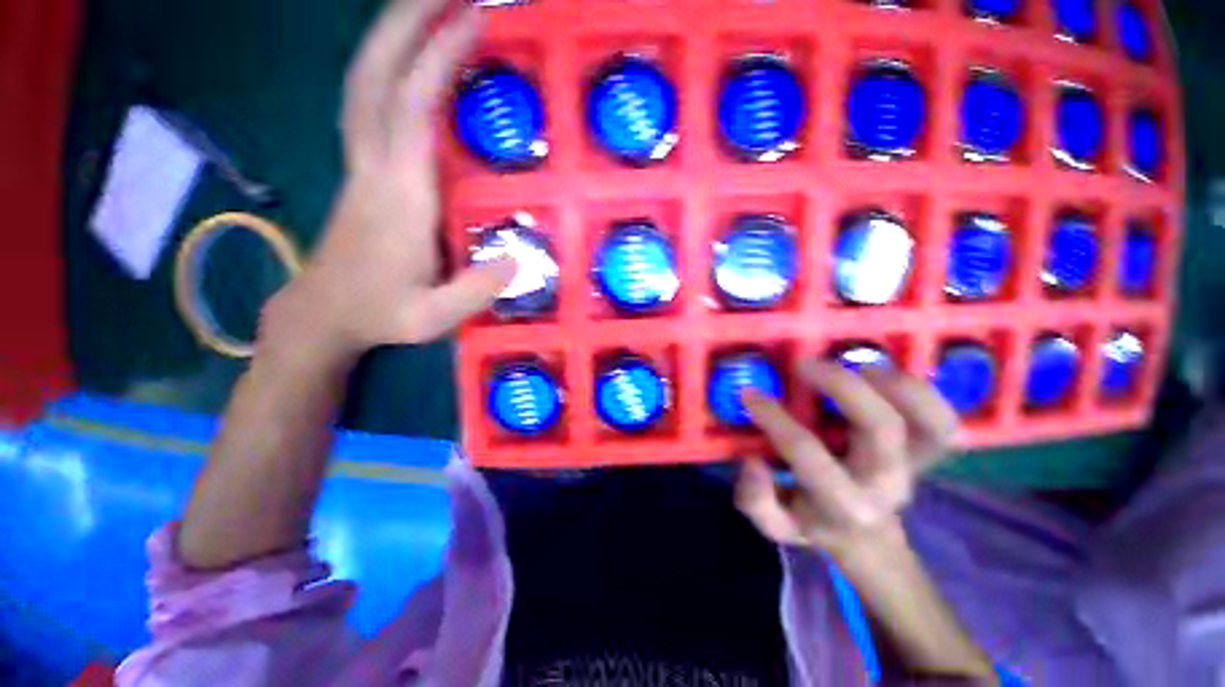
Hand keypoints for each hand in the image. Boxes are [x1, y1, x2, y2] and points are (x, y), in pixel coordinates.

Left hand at [264, 0, 513, 360]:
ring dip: (394, 38)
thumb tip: (519, 259)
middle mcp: (374, 167)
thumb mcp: (431, 318)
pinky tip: (414, 62)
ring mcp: (363, 165)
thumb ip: (475, 291)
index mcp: (397, 197)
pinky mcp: (364, 171)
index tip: (473, 18)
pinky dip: (392, 71)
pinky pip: (373, 106)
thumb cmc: (378, 314)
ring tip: (433, 8)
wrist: (323, 314)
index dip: (438, 58)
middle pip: (376, 77)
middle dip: (405, 23)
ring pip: (367, 84)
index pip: (412, 110)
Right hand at [734, 360, 958, 561]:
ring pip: (931, 422)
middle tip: (804, 364)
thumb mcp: (775, 523)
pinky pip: (942, 419)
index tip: (749, 393)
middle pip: (880, 427)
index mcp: (844, 505)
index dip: (774, 418)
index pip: (807, 453)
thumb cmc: (812, 521)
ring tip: (853, 363)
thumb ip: (757, 500)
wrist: (865, 534)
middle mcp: (886, 483)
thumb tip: (752, 461)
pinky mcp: (928, 451)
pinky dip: (921, 391)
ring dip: (895, 383)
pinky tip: (879, 374)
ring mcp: (915, 465)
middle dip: (841, 385)